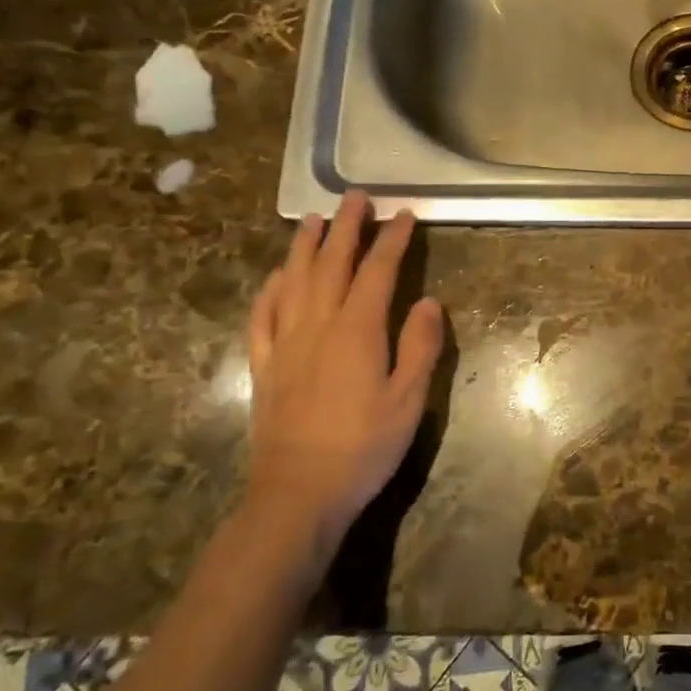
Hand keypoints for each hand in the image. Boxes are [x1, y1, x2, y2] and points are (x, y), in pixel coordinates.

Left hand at [246, 192, 445, 540]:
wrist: (299, 493)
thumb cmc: (364, 447)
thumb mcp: (408, 400)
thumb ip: (420, 346)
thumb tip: (427, 301)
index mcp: (357, 330)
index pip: (377, 271)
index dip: (391, 240)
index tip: (403, 215)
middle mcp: (317, 325)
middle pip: (330, 263)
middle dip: (346, 227)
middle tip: (356, 198)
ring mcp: (285, 343)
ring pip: (293, 280)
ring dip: (304, 246)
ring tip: (313, 219)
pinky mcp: (265, 365)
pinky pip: (263, 315)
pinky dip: (271, 287)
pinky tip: (277, 275)